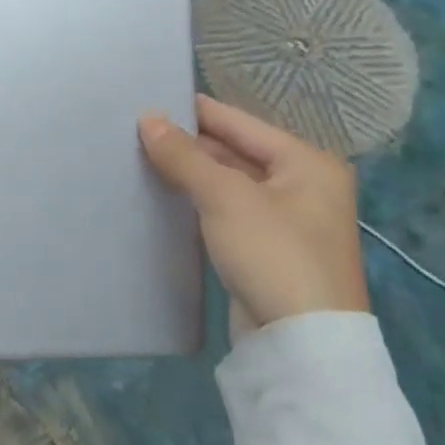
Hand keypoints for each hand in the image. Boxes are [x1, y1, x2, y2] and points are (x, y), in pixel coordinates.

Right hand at [138, 95, 368, 332]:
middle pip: (235, 151)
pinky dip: (199, 200)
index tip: (149, 99)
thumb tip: (147, 118)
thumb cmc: (272, 253)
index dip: (194, 111)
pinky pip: (227, 210)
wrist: (302, 344)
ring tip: (141, 157)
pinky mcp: (268, 250)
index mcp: (307, 163)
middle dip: (189, 144)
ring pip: (228, 182)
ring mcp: (287, 220)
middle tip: (136, 131)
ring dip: (191, 173)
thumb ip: (184, 155)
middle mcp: (303, 185)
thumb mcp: (224, 196)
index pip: (239, 122)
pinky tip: (165, 195)